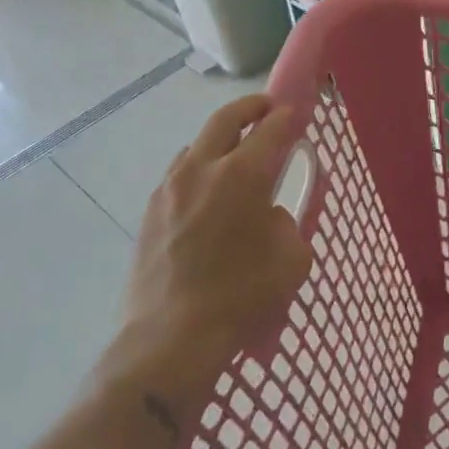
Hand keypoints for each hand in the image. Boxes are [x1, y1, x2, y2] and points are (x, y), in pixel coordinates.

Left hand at [97, 95, 311, 424]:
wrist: (170, 341)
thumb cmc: (242, 297)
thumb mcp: (291, 258)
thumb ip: (288, 222)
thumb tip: (271, 213)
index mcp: (242, 174)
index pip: (270, 128)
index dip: (288, 115)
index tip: (298, 112)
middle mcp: (202, 169)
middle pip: (226, 118)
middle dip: (251, 108)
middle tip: (268, 111)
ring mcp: (170, 189)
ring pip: (196, 145)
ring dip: (220, 141)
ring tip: (235, 159)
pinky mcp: (150, 212)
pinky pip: (179, 175)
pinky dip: (198, 170)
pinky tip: (208, 196)